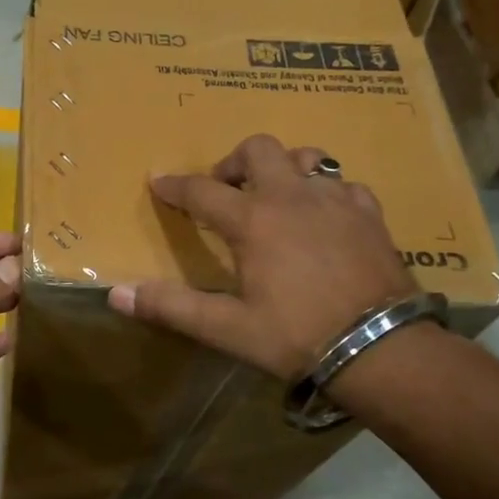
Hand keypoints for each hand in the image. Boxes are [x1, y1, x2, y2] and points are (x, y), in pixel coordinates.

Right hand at [106, 134, 416, 379]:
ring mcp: (336, 200)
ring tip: (276, 198)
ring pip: (307, 157)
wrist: (382, 348)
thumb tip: (116, 294)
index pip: (201, 190)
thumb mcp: (227, 328)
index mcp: (253, 220)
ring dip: (283, 169)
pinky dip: (324, 192)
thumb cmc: (296, 337)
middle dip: (233, 163)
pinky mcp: (370, 214)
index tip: (158, 182)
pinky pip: (343, 184)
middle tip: (225, 192)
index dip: (174, 185)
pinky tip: (324, 219)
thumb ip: (171, 307)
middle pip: (258, 149)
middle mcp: (292, 197)